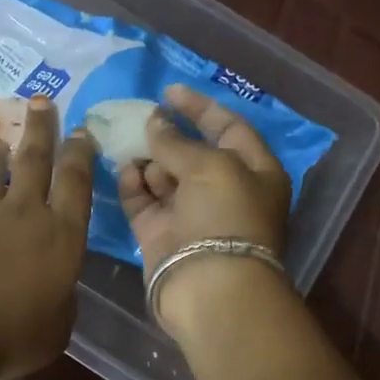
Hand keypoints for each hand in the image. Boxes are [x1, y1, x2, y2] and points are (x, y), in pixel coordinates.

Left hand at [0, 96, 95, 379]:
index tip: (82, 130)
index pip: (77, 182)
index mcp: (62, 235)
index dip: (81, 153)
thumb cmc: (11, 338)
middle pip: (36, 158)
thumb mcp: (57, 327)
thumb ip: (61, 296)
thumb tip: (55, 284)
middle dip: (42, 127)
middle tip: (43, 101)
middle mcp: (26, 211)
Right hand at [118, 84, 291, 334]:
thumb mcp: (210, 166)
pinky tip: (124, 170)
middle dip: (166, 134)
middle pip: (192, 152)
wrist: (211, 289)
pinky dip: (133, 185)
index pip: (229, 128)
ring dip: (147, 158)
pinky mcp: (160, 234)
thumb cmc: (225, 216)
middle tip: (138, 118)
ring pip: (163, 176)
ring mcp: (190, 214)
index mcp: (254, 172)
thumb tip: (154, 121)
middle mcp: (223, 191)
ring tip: (127, 143)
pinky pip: (143, 201)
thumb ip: (176, 140)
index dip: (201, 107)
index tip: (169, 91)